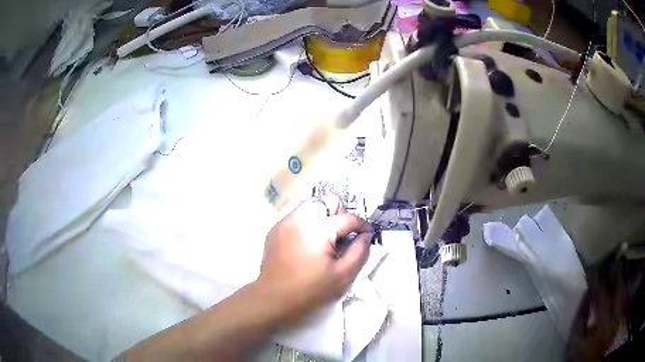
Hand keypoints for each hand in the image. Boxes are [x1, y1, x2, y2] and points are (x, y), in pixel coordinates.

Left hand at [257, 194, 373, 321]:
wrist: (274, 298)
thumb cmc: (310, 289)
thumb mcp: (343, 275)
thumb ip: (360, 252)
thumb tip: (366, 236)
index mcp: (319, 228)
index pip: (349, 218)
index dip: (362, 226)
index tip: (367, 235)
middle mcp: (301, 217)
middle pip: (328, 199)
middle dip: (341, 214)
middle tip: (342, 235)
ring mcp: (286, 221)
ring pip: (312, 204)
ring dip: (324, 216)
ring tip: (325, 239)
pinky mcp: (276, 228)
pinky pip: (298, 215)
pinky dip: (308, 222)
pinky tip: (308, 243)